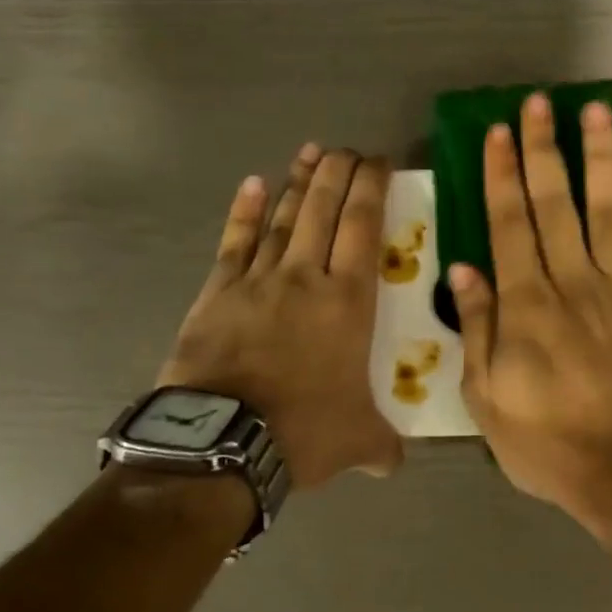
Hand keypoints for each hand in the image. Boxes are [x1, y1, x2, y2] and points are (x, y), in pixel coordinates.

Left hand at [160, 144, 403, 487]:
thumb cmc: (302, 432)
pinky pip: (234, 244)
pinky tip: (253, 184)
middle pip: (324, 210)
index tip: (378, 161)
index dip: (372, 188)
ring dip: (299, 183)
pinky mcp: (217, 294)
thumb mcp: (358, 441)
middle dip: (338, 173)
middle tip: (348, 148)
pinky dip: (245, 213)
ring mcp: (257, 281)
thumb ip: (382, 445)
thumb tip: (393, 463)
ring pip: (284, 219)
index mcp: (348, 302)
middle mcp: (305, 278)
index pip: (364, 227)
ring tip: (311, 152)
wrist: (222, 442)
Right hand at [451, 93, 611, 521]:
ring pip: (610, 211)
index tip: (497, 133)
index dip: (501, 176)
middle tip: (539, 104)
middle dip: (544, 150)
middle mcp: (573, 283)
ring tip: (597, 113)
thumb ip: (478, 330)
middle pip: (556, 204)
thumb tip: (464, 268)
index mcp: (526, 305)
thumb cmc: (551, 446)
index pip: (508, 225)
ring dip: (602, 159)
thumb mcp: (488, 399)